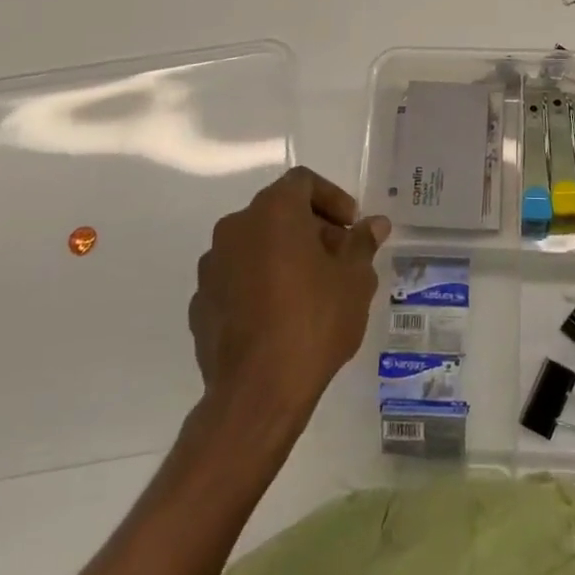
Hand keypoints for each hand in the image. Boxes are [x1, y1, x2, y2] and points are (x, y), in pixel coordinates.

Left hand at [188, 167, 388, 420]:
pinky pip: (237, 278)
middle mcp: (235, 228)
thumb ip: (362, 243)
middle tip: (338, 259)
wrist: (257, 393)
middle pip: (278, 211)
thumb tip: (374, 224)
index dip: (332, 198)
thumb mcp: (355, 279)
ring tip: (312, 290)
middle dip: (311, 228)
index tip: (351, 227)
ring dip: (283, 255)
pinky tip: (280, 317)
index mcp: (273, 212)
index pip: (303, 182)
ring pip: (255, 245)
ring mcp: (212, 266)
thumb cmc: (314, 322)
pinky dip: (259, 284)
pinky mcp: (200, 302)